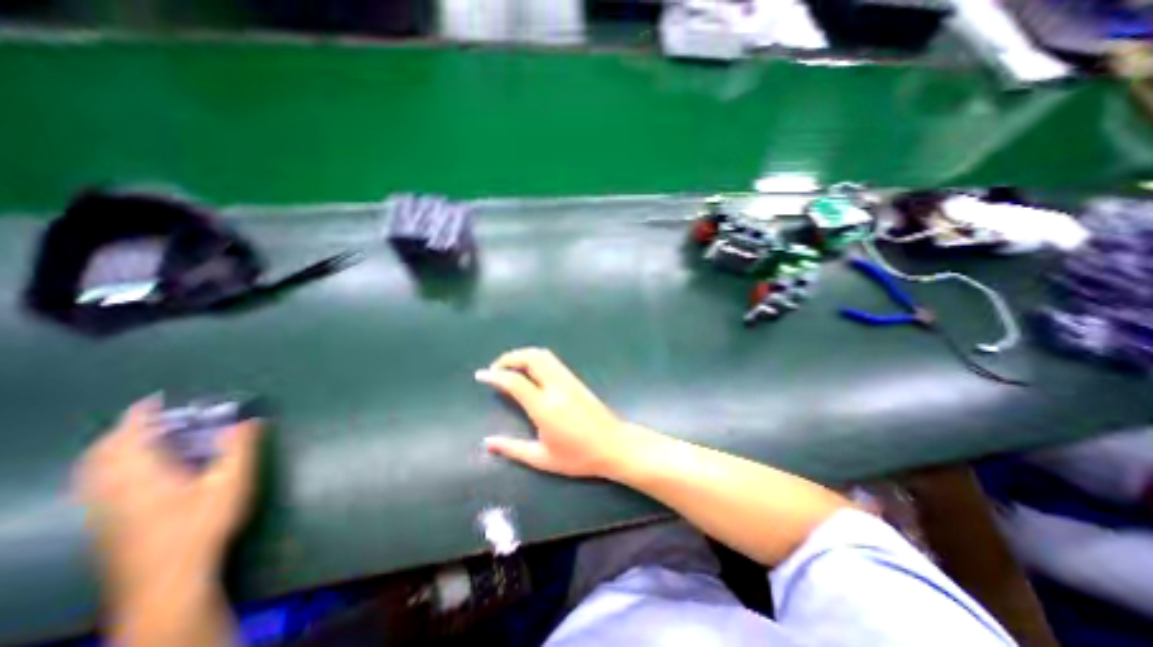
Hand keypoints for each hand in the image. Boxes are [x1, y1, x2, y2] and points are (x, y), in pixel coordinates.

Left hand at [76, 396, 262, 603]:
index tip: (156, 399)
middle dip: (123, 430)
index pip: (130, 435)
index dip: (141, 414)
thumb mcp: (232, 482)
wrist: (168, 578)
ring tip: (143, 440)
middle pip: (103, 453)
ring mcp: (104, 508)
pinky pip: (96, 485)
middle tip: (154, 418)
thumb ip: (240, 448)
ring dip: (112, 449)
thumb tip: (251, 419)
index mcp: (141, 474)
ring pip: (93, 471)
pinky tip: (135, 473)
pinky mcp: (106, 523)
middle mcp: (113, 488)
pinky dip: (109, 468)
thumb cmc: (203, 524)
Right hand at [473, 348, 652, 478]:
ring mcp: (568, 381)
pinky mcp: (576, 380)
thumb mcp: (543, 459)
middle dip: (509, 357)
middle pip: (531, 358)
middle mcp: (556, 388)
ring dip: (523, 355)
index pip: (515, 382)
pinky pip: (552, 361)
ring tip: (510, 367)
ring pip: (543, 355)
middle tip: (495, 368)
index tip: (481, 375)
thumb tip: (487, 443)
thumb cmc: (579, 457)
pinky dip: (536, 358)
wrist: (614, 445)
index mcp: (545, 408)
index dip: (495, 375)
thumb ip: (513, 449)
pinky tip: (530, 370)